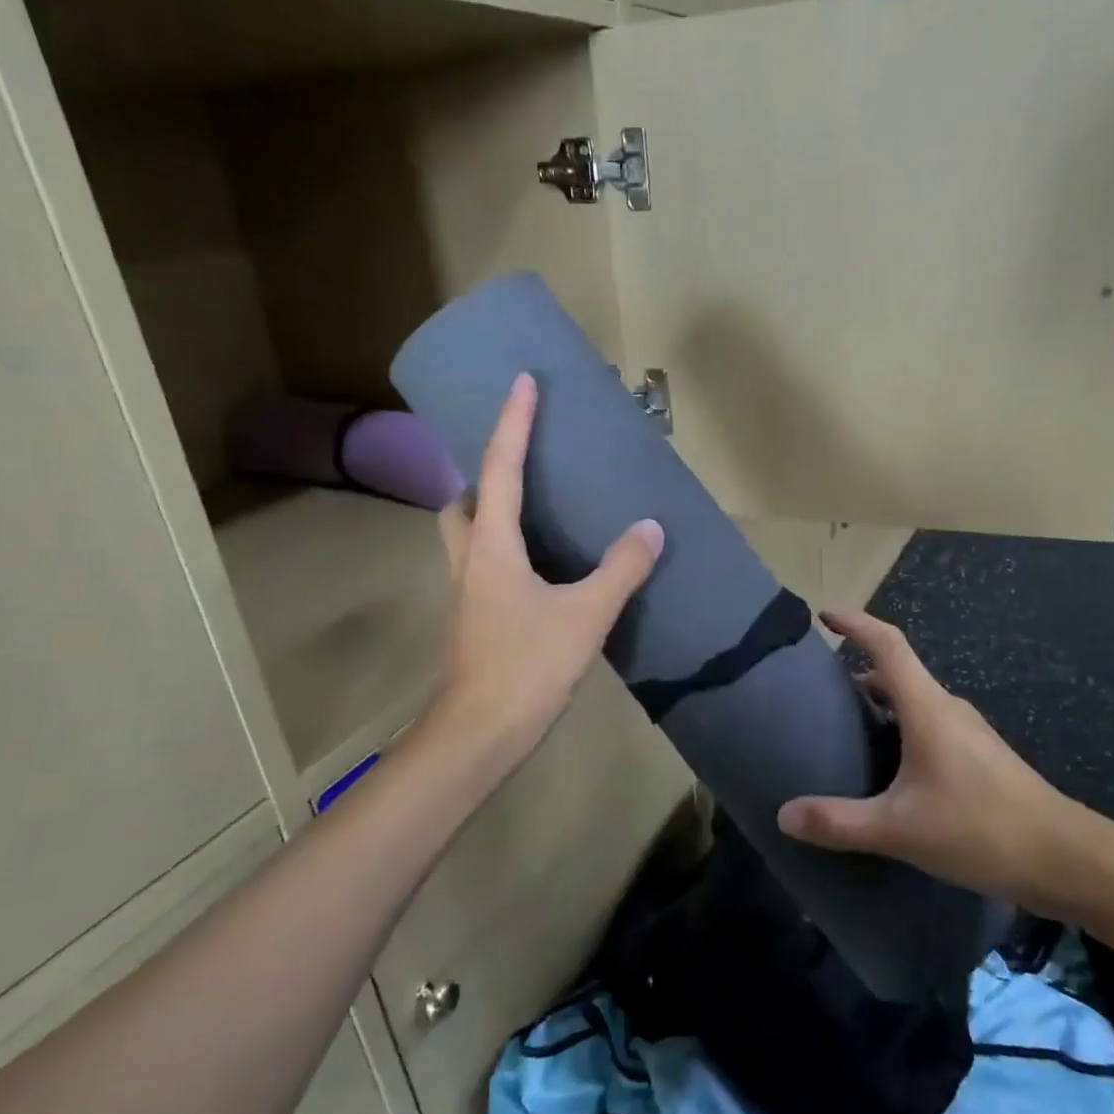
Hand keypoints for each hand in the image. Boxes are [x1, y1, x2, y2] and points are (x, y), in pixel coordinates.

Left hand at [432, 373, 663, 761]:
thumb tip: (650, 527)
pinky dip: (503, 547)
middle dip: (486, 474)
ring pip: (466, 534)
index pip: (501, 467)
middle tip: (521, 464)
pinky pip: (484, 563)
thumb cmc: (527, 665)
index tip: (522, 380)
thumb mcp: (586, 614)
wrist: (479, 733)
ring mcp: (467, 591)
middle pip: (464, 501)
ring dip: (488, 511)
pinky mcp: (475, 618)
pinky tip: (539, 566)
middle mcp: (470, 558)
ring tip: (533, 509)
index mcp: (492, 543)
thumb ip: (621, 569)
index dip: (513, 420)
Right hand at [776, 609, 1113, 920]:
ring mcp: (968, 731)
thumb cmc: (981, 830)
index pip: (887, 645)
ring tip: (846, 725)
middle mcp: (947, 708)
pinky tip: (888, 765)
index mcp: (927, 707)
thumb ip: (840, 822)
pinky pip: (929, 723)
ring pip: (915, 699)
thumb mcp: (901, 829)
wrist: (1067, 859)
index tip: (824, 615)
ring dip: (880, 700)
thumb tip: (784, 815)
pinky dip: (900, 725)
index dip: (855, 623)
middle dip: (858, 667)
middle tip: (820, 687)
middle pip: (898, 670)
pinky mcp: (979, 756)